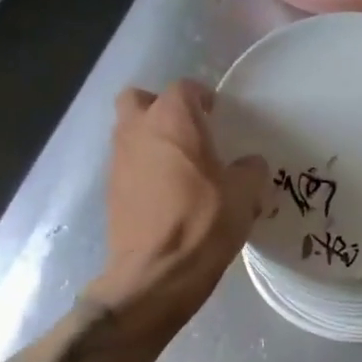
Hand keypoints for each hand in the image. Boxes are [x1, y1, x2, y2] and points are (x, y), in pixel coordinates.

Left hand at [97, 80, 267, 324]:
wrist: (157, 273)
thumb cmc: (204, 222)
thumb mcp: (244, 194)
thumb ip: (250, 170)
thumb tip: (250, 165)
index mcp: (173, 120)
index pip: (184, 88)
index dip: (202, 98)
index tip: (217, 114)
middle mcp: (138, 131)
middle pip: (140, 100)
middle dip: (161, 108)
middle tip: (187, 131)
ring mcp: (119, 161)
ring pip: (130, 133)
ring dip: (151, 140)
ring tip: (180, 166)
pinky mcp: (111, 191)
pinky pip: (128, 166)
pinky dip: (144, 170)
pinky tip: (168, 194)